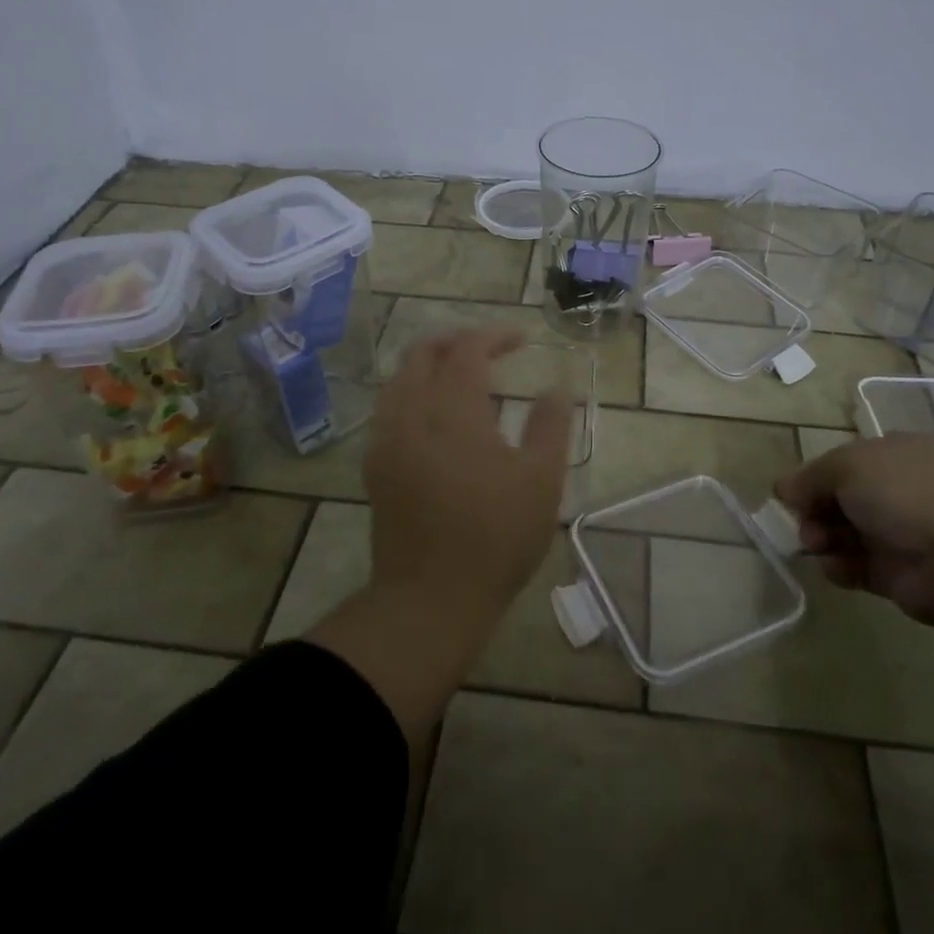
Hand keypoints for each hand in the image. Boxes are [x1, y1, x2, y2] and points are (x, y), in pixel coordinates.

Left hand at [362, 328, 572, 623]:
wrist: (430, 598)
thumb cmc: (494, 536)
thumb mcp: (540, 480)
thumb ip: (550, 425)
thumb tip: (558, 387)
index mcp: (453, 409)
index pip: (468, 349)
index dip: (495, 335)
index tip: (522, 339)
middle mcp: (411, 412)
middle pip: (423, 352)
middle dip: (456, 341)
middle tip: (490, 350)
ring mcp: (386, 439)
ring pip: (399, 378)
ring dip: (429, 363)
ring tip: (460, 375)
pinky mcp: (375, 465)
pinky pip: (387, 408)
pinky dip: (411, 391)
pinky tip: (432, 414)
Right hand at [775, 434, 933, 628]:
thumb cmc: (905, 494)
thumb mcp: (846, 466)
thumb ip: (810, 477)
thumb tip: (783, 488)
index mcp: (896, 454)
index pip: (844, 462)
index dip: (814, 477)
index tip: (791, 494)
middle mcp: (900, 490)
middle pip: (840, 498)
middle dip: (814, 510)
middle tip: (801, 524)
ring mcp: (902, 533)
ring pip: (845, 533)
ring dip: (822, 538)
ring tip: (815, 545)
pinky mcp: (900, 574)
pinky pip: (857, 567)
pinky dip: (840, 567)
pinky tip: (835, 566)